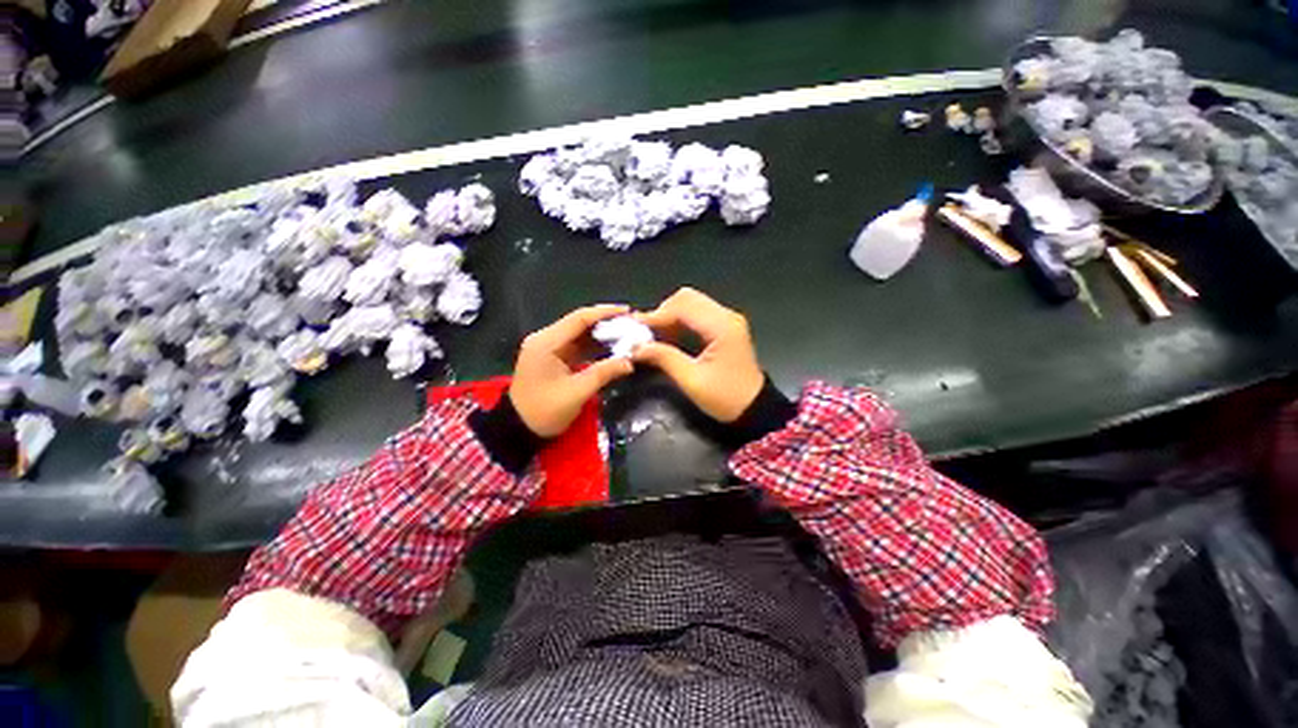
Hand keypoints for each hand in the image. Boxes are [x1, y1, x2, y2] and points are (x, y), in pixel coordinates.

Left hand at [510, 305, 635, 436]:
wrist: (518, 429)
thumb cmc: (544, 411)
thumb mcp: (576, 393)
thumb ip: (603, 373)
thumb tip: (629, 362)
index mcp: (546, 342)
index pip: (579, 319)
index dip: (604, 313)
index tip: (627, 311)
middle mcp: (545, 339)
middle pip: (579, 323)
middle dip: (605, 323)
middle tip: (630, 324)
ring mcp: (547, 348)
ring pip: (578, 334)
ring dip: (600, 334)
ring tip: (625, 335)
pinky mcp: (552, 358)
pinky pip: (576, 346)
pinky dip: (593, 346)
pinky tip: (610, 348)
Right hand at [633, 288, 764, 422]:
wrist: (755, 409)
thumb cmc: (725, 398)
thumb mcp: (692, 381)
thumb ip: (664, 358)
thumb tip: (637, 347)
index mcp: (721, 327)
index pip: (683, 307)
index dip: (656, 315)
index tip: (635, 328)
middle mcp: (726, 316)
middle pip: (687, 298)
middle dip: (663, 312)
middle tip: (646, 333)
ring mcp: (727, 320)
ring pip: (691, 304)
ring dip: (670, 316)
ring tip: (654, 336)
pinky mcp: (725, 327)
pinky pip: (698, 314)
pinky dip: (680, 321)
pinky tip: (669, 338)